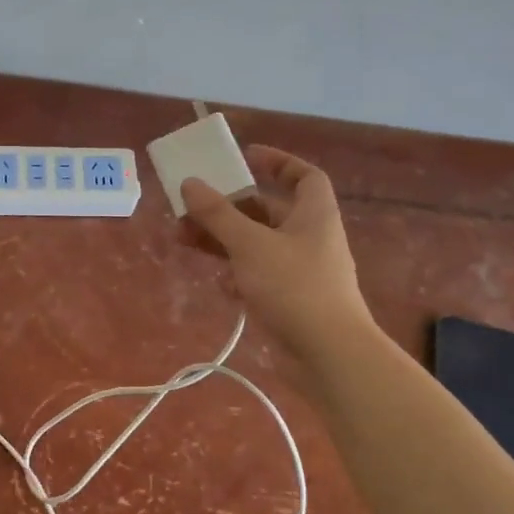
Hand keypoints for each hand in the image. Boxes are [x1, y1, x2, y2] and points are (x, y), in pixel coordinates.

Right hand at [181, 146, 372, 356]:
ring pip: (257, 245)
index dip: (278, 162)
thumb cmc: (294, 287)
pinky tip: (217, 283)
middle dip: (229, 207)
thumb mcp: (250, 244)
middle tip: (192, 205)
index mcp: (314, 215)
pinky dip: (236, 274)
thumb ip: (218, 214)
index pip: (304, 176)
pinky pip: (258, 276)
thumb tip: (190, 183)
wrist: (330, 355)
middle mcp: (310, 238)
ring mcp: (301, 272)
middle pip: (268, 211)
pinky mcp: (290, 301)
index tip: (246, 157)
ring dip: (223, 240)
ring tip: (184, 240)